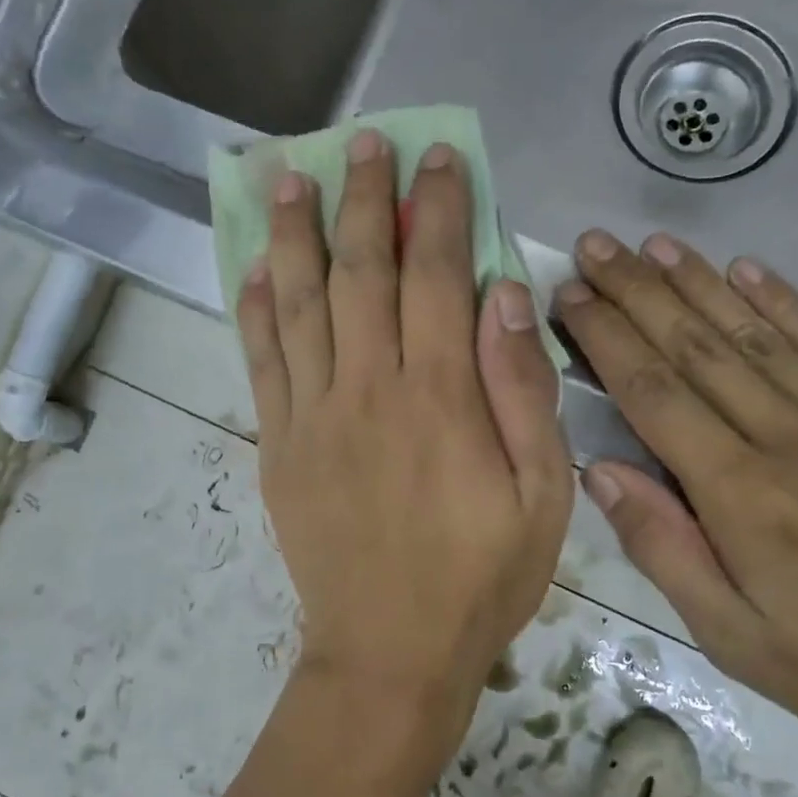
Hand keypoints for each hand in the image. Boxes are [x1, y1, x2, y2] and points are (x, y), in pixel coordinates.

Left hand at [237, 130, 572, 725]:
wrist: (389, 652)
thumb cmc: (481, 576)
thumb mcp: (542, 494)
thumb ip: (523, 390)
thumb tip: (505, 295)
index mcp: (440, 398)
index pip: (435, 275)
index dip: (438, 210)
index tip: (439, 159)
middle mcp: (368, 390)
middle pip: (361, 272)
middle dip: (365, 200)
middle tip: (362, 144)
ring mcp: (313, 415)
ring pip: (299, 304)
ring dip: (295, 235)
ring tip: (289, 178)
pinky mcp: (280, 445)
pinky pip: (262, 362)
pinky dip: (257, 309)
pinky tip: (255, 269)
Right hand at [555, 229, 797, 796]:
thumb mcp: (739, 640)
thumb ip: (665, 548)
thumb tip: (601, 470)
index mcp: (740, 494)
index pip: (653, 393)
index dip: (607, 337)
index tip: (572, 296)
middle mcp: (788, 436)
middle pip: (697, 347)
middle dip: (638, 291)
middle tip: (596, 247)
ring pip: (756, 333)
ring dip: (699, 283)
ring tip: (653, 245)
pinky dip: (782, 303)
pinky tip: (748, 270)